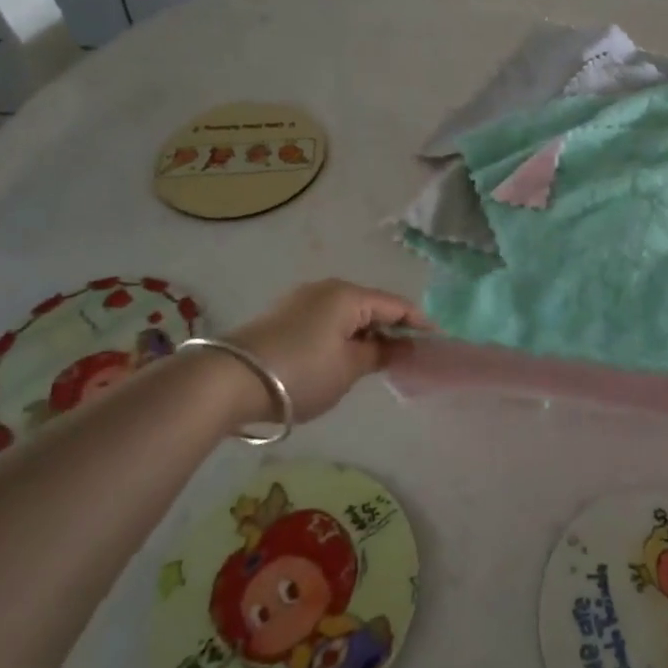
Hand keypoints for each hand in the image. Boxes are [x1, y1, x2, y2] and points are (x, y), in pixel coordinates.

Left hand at [225, 279, 433, 421]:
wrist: (229, 379)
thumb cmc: (301, 372)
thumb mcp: (348, 369)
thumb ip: (381, 356)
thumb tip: (405, 348)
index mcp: (348, 295)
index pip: (395, 305)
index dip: (418, 323)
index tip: (438, 341)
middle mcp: (327, 288)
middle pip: (370, 306)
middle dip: (391, 329)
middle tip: (409, 356)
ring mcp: (301, 300)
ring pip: (347, 313)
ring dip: (365, 334)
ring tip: (378, 360)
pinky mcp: (283, 315)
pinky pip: (326, 320)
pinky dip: (343, 335)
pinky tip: (344, 356)